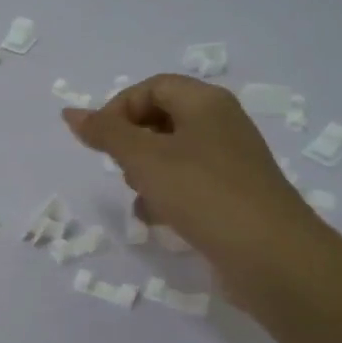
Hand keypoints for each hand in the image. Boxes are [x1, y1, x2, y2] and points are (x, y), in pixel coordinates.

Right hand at [63, 75, 319, 304]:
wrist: (270, 256)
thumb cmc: (203, 193)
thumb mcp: (144, 158)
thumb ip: (106, 133)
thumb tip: (71, 112)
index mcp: (206, 103)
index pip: (152, 87)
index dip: (119, 108)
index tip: (100, 142)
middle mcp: (222, 125)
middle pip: (162, 119)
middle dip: (133, 143)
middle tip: (123, 169)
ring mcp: (230, 163)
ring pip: (173, 155)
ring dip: (147, 174)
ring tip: (142, 197)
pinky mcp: (233, 197)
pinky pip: (190, 185)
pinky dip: (168, 197)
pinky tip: (159, 220)